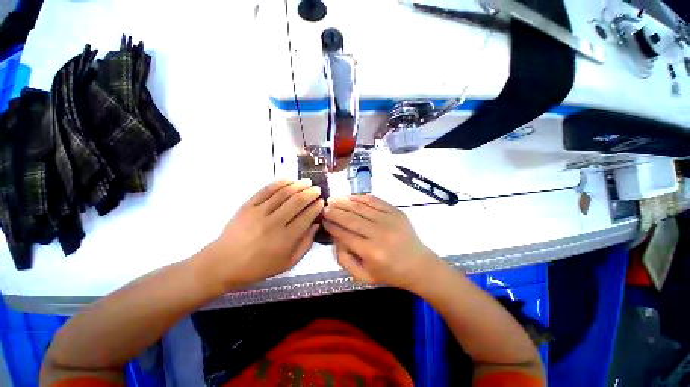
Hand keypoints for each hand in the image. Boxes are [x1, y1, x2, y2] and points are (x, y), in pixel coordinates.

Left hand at [206, 179, 323, 288]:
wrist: (223, 264)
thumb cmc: (258, 267)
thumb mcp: (287, 263)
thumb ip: (305, 244)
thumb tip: (316, 225)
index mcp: (285, 239)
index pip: (306, 217)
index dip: (316, 207)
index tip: (322, 201)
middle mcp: (274, 223)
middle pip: (297, 202)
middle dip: (310, 193)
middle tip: (317, 189)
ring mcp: (259, 213)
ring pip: (283, 193)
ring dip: (298, 185)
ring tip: (307, 182)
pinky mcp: (247, 206)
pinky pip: (266, 190)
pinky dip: (279, 183)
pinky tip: (288, 180)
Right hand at [323, 195, 438, 289]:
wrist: (418, 265)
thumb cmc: (390, 273)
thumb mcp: (364, 276)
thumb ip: (345, 260)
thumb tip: (336, 238)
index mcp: (371, 252)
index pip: (344, 234)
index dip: (331, 225)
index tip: (323, 219)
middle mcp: (379, 233)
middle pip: (350, 218)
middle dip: (334, 212)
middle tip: (324, 207)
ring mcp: (389, 220)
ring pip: (361, 208)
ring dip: (344, 202)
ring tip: (333, 199)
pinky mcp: (396, 211)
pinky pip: (375, 200)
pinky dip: (361, 197)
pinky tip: (351, 197)